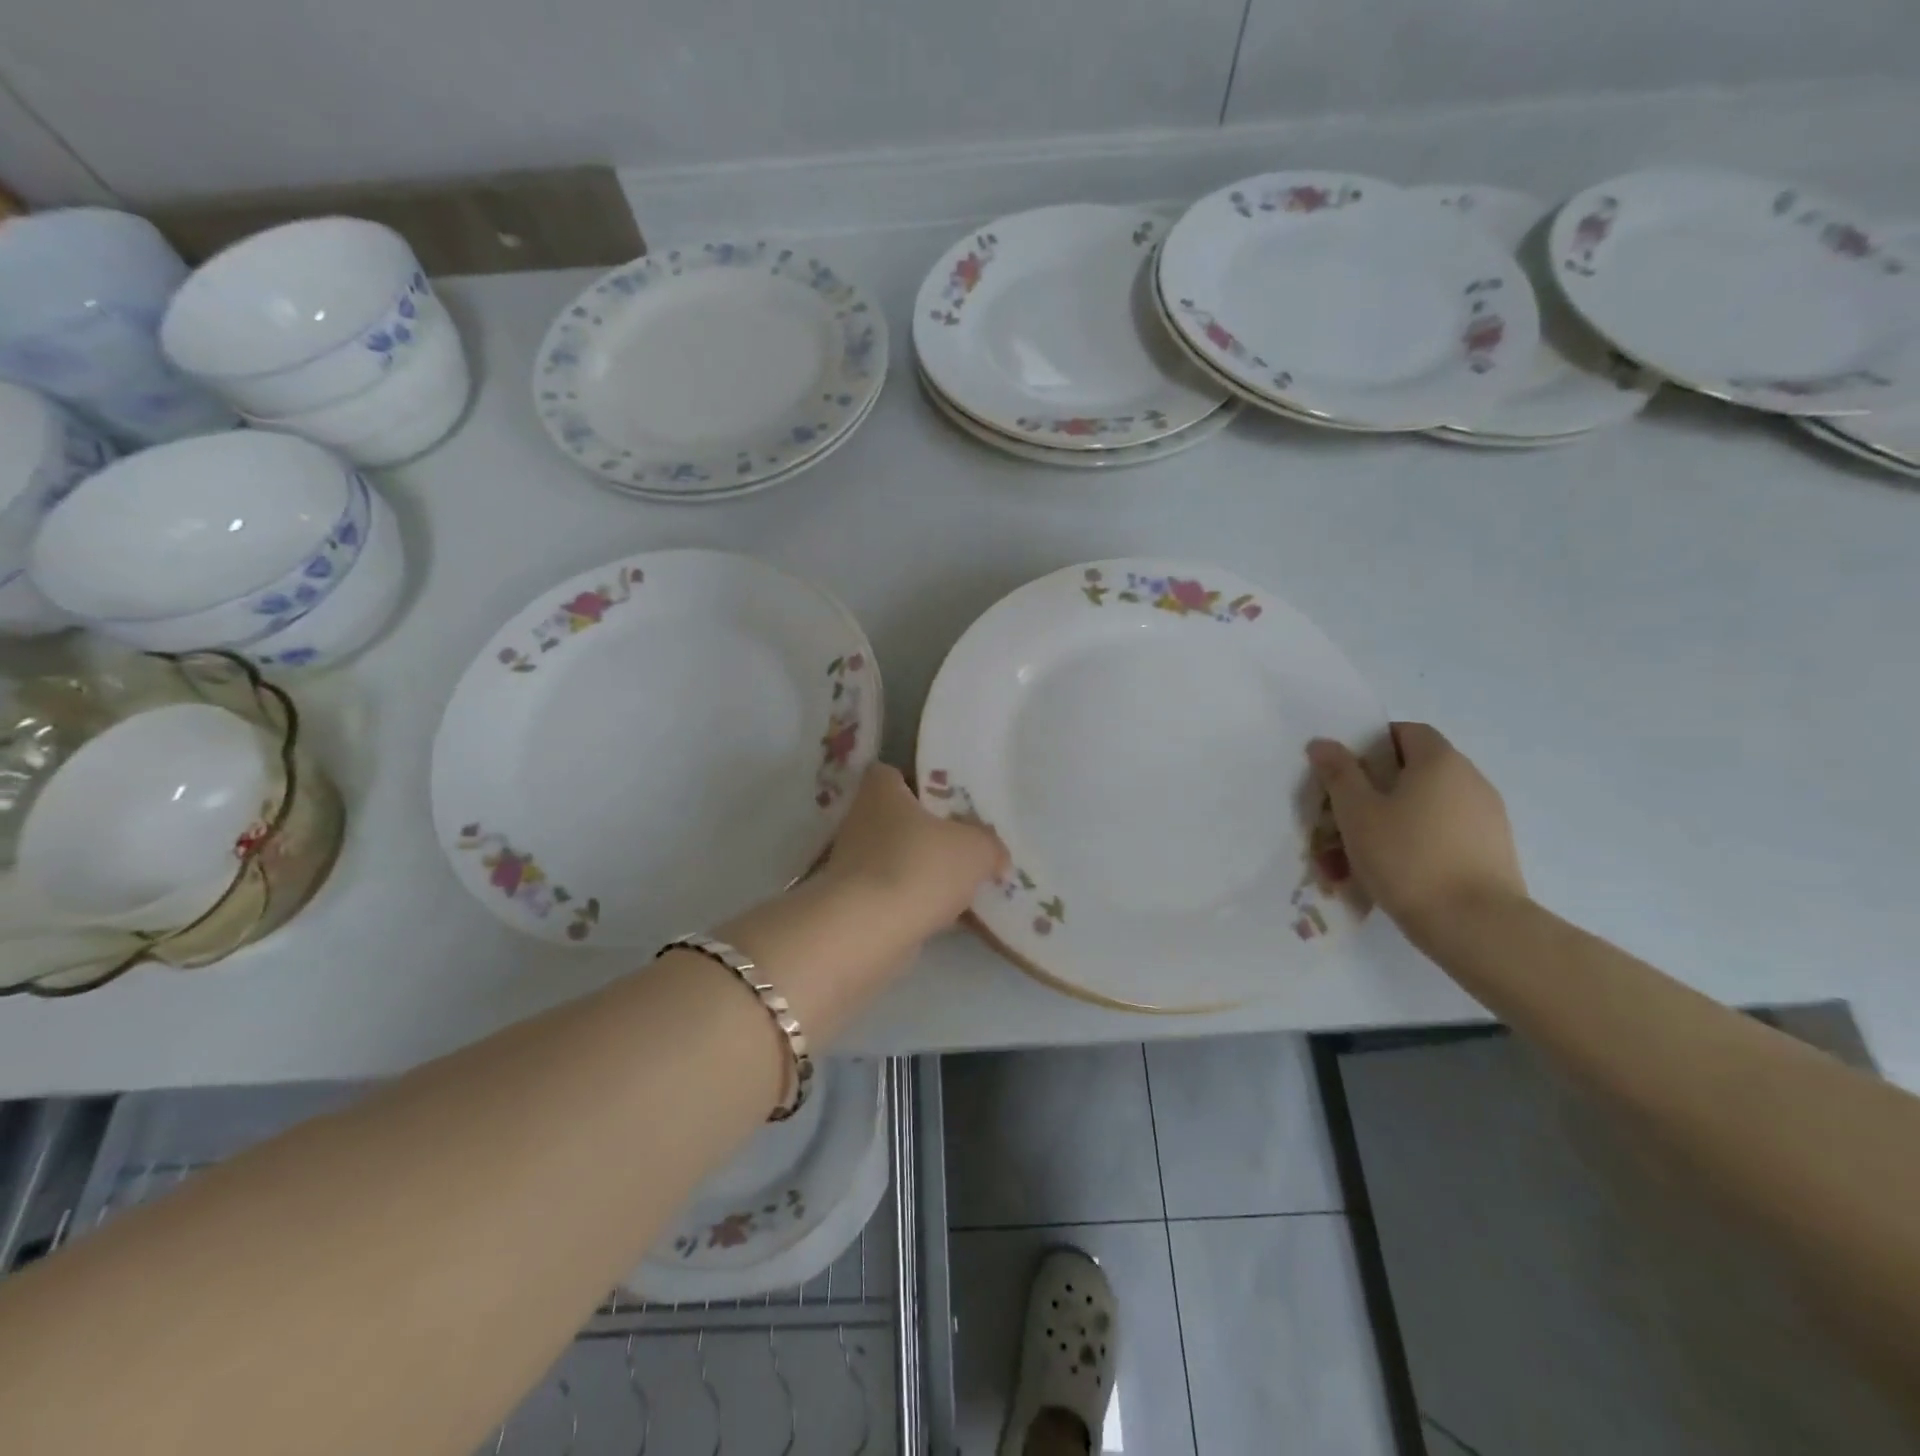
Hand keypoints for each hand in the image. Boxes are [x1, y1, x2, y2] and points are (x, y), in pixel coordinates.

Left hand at [817, 764, 1008, 941]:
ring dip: (921, 870)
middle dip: (925, 831)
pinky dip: (914, 903)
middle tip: (963, 843)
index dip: (916, 781)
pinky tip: (946, 917)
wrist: (869, 930)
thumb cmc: (920, 866)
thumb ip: (990, 845)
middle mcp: (860, 821)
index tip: (944, 799)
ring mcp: (852, 865)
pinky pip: (893, 894)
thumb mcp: (976, 848)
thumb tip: (995, 856)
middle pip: (897, 818)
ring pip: (896, 859)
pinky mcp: (854, 903)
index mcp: (880, 791)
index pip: (891, 773)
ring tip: (961, 885)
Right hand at [1307, 723, 1526, 940]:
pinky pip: (1443, 836)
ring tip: (1356, 855)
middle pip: (1415, 771)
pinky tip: (1390, 874)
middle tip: (1341, 816)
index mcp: (1439, 761)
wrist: (1476, 925)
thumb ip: (1338, 773)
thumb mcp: (1357, 812)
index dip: (1371, 744)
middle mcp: (1470, 780)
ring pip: (1426, 807)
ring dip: (1391, 821)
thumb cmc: (1407, 857)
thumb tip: (1324, 743)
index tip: (1344, 771)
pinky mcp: (1491, 852)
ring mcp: (1486, 818)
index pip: (1406, 732)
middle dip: (1374, 789)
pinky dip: (1415, 844)